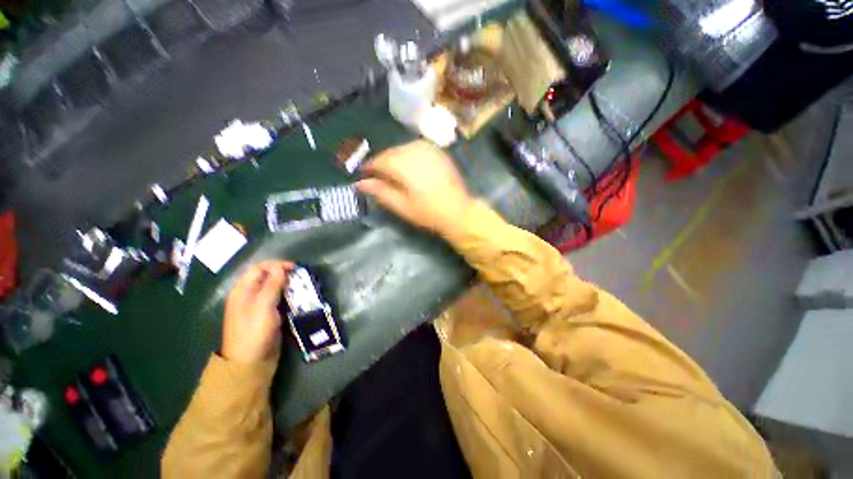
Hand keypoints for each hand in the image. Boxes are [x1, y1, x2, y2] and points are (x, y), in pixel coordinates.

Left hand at [221, 261, 292, 362]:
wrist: (251, 361)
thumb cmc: (255, 331)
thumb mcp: (263, 305)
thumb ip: (272, 284)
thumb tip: (280, 267)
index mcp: (242, 290)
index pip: (259, 268)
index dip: (276, 265)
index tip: (294, 268)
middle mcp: (249, 295)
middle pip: (267, 277)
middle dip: (283, 275)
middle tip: (299, 278)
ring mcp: (258, 306)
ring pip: (274, 288)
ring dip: (287, 286)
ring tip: (301, 288)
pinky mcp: (267, 315)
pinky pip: (278, 300)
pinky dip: (287, 296)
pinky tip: (297, 299)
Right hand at [357, 140, 474, 234]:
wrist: (458, 210)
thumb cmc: (428, 212)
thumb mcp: (401, 206)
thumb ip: (380, 191)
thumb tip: (359, 183)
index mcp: (403, 164)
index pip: (379, 161)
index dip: (369, 168)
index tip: (363, 175)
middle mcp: (414, 150)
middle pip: (390, 152)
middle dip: (382, 163)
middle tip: (377, 176)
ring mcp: (428, 149)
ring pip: (402, 148)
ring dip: (394, 158)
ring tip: (392, 173)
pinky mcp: (438, 151)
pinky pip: (416, 148)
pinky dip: (408, 155)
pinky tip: (409, 166)